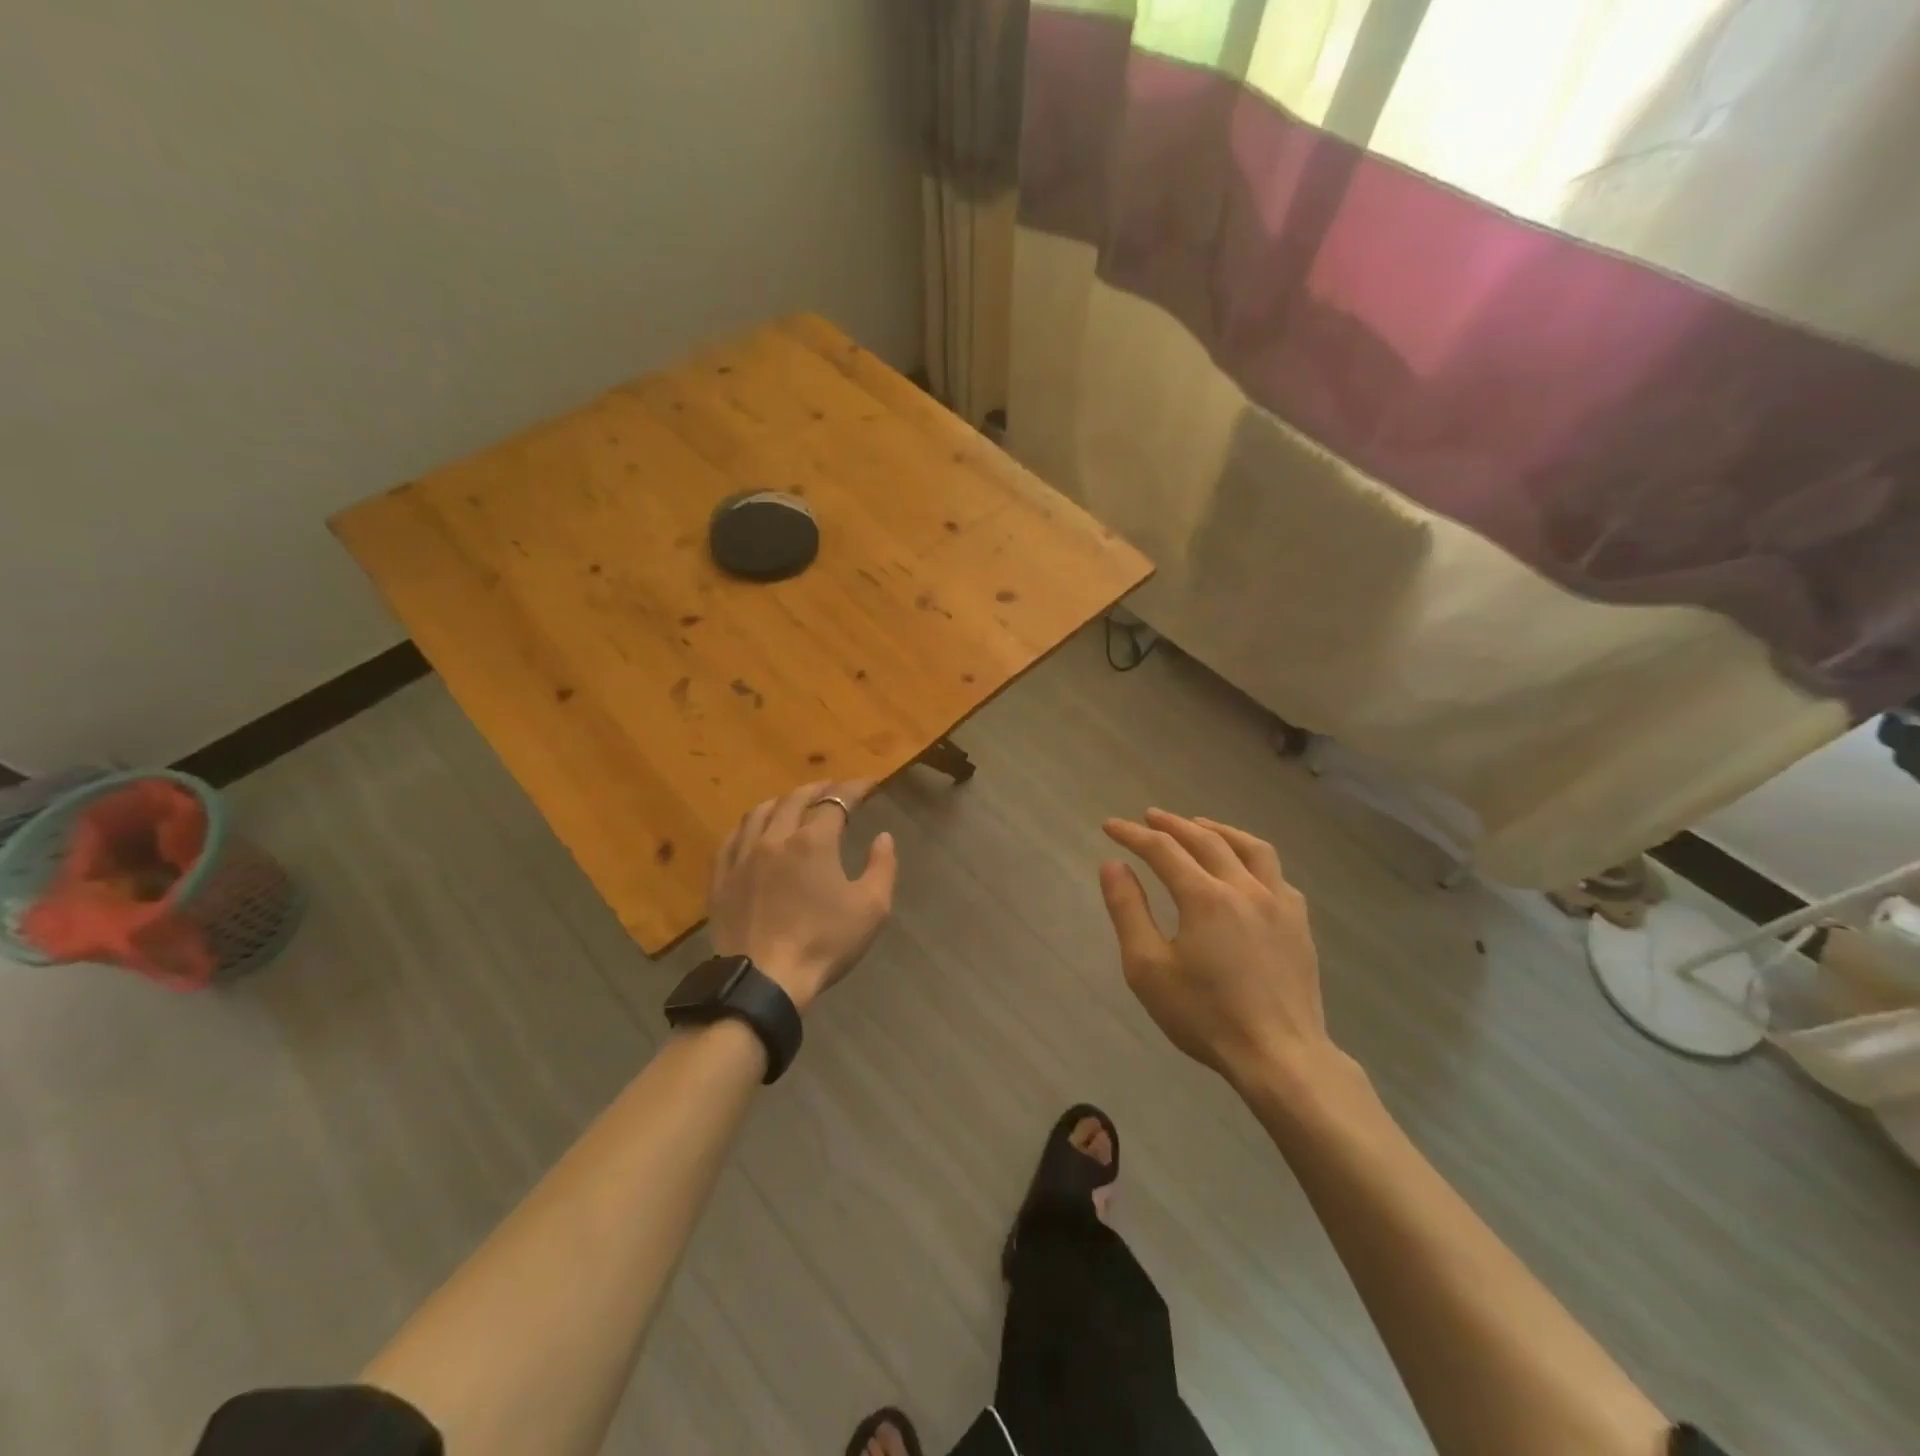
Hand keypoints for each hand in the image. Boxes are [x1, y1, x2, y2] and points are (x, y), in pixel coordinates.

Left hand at [708, 780, 897, 1013]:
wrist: (764, 981)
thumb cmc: (824, 943)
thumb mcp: (872, 908)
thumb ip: (882, 867)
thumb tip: (883, 837)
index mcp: (813, 841)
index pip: (835, 801)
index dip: (854, 789)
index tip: (869, 785)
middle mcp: (775, 838)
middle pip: (795, 799)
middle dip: (818, 788)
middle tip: (833, 788)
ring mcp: (742, 856)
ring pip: (760, 812)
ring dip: (782, 801)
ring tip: (794, 803)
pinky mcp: (721, 878)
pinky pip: (732, 838)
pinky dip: (750, 825)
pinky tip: (754, 830)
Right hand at [1100, 808, 1338, 1090]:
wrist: (1279, 1057)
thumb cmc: (1205, 1016)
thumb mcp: (1148, 968)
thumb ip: (1128, 911)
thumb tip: (1112, 865)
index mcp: (1205, 897)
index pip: (1163, 849)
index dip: (1133, 834)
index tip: (1110, 826)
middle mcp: (1244, 888)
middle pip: (1206, 839)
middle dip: (1173, 824)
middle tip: (1150, 818)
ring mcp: (1279, 904)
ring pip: (1251, 848)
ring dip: (1219, 830)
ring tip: (1200, 826)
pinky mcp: (1299, 924)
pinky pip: (1276, 875)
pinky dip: (1253, 860)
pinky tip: (1246, 871)